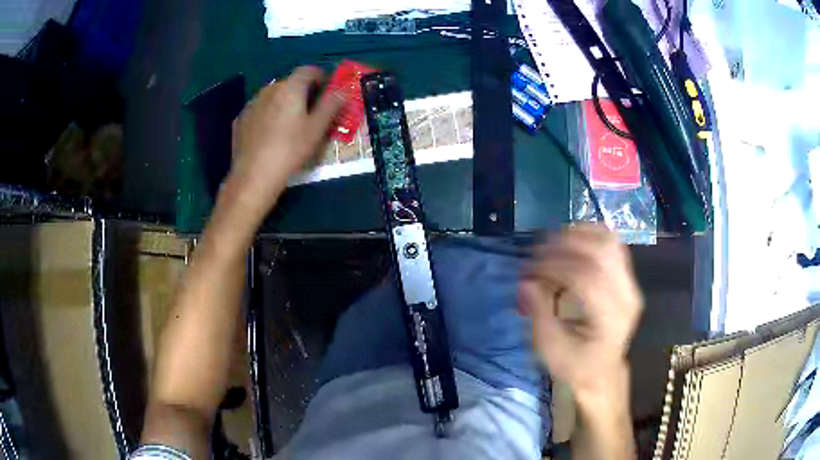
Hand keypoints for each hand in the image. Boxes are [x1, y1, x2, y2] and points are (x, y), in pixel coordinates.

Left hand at [227, 66, 344, 215]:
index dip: (320, 75)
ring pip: (272, 95)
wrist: (254, 176)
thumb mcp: (317, 129)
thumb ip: (331, 105)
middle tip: (310, 109)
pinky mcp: (240, 119)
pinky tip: (269, 133)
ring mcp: (251, 104)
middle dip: (302, 90)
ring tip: (288, 122)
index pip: (307, 70)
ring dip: (283, 102)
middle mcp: (269, 89)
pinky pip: (258, 109)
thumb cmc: (290, 150)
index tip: (326, 88)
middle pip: (289, 82)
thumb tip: (342, 90)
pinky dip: (267, 114)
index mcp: (290, 88)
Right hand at [520, 224, 642, 397]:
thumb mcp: (550, 349)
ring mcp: (630, 284)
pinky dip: (590, 235)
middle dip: (565, 246)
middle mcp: (626, 296)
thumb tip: (525, 282)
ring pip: (609, 242)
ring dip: (578, 235)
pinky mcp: (627, 277)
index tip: (529, 272)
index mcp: (610, 319)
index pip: (587, 278)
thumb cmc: (575, 365)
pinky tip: (571, 239)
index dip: (555, 268)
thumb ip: (539, 314)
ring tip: (552, 242)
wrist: (602, 372)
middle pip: (601, 253)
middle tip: (537, 252)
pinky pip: (612, 244)